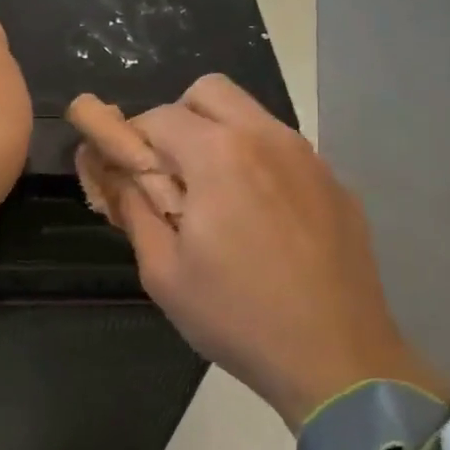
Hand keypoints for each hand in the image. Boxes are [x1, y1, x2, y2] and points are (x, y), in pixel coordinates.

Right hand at [77, 74, 447, 425]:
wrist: (337, 357)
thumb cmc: (237, 316)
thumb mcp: (164, 271)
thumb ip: (133, 208)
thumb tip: (111, 170)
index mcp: (219, 155)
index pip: (158, 116)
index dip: (130, 139)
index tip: (125, 172)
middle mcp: (267, 137)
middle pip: (210, 91)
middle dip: (178, 119)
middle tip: (171, 173)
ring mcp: (309, 157)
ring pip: (252, 115)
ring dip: (221, 137)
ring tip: (217, 198)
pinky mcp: (336, 183)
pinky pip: (285, 150)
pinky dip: (260, 163)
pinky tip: (263, 221)